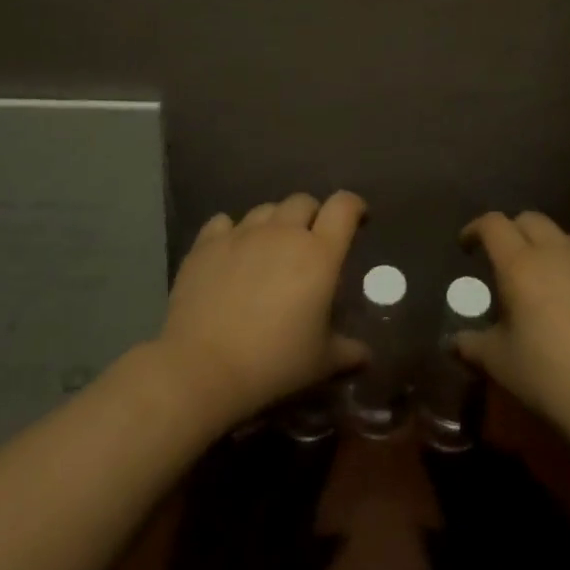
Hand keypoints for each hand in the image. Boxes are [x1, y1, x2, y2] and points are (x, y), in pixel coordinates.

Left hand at [155, 191, 367, 424]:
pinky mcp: (207, 244)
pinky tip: (231, 252)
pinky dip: (233, 232)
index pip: (343, 206)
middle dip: (312, 216)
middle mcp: (282, 232)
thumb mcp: (320, 363)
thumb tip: (366, 356)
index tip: (357, 220)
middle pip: (303, 201)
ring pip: (266, 209)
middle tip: (310, 243)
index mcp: (319, 253)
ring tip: (270, 249)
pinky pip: (224, 222)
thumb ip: (347, 352)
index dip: (354, 207)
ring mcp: (242, 234)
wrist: (203, 368)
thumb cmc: (273, 363)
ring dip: (275, 223)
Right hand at [456, 211, 569, 456]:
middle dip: (512, 232)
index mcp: (522, 265)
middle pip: (530, 220)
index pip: (493, 224)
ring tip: (541, 283)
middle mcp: (559, 253)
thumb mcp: (501, 365)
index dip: (475, 229)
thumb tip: (453, 342)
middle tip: (503, 260)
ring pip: (564, 239)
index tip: (467, 247)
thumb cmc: (552, 380)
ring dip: (546, 250)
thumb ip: (472, 346)